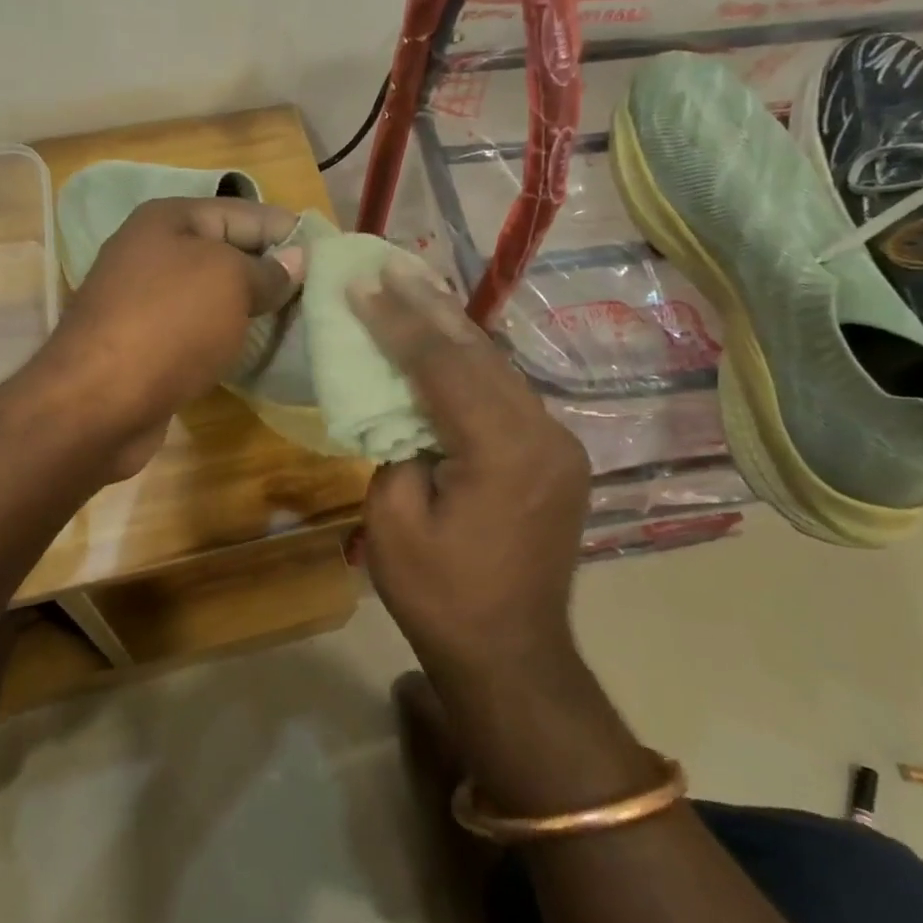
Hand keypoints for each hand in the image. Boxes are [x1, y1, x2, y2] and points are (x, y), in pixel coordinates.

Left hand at [39, 196, 304, 476]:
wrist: (97, 401)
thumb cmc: (169, 324)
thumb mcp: (230, 282)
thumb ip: (267, 270)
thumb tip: (296, 261)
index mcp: (170, 219)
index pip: (247, 213)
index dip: (290, 233)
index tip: (333, 257)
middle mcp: (153, 251)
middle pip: (229, 253)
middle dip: (273, 272)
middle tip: (323, 295)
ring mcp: (144, 299)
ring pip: (214, 294)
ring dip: (252, 308)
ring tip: (300, 323)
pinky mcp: (144, 342)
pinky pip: (198, 328)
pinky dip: (226, 336)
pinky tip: (256, 350)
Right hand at [348, 262, 592, 672]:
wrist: (512, 656)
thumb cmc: (442, 598)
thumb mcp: (393, 523)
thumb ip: (396, 448)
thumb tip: (407, 413)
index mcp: (503, 450)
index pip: (443, 366)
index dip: (397, 322)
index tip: (363, 285)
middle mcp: (544, 434)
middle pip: (479, 355)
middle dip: (429, 309)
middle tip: (391, 267)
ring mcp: (559, 444)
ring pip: (499, 369)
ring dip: (453, 332)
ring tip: (414, 290)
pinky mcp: (557, 457)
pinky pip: (508, 395)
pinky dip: (473, 367)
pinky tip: (448, 346)